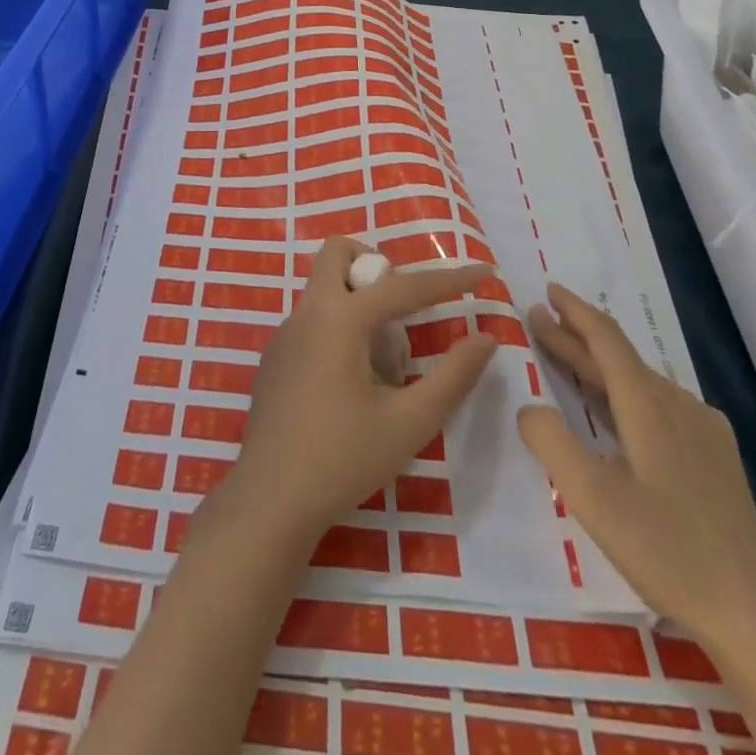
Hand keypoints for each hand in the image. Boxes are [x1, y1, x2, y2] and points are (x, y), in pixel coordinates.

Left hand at [222, 237, 497, 545]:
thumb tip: (485, 338)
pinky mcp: (275, 356)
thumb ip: (453, 377)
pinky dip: (338, 329)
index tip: (483, 271)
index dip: (450, 279)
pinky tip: (349, 387)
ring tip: (380, 367)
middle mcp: (307, 312)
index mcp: (340, 318)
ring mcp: (284, 332)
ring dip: (358, 303)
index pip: (405, 286)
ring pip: (325, 288)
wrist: (270, 499)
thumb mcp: (410, 423)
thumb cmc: (343, 460)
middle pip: (338, 255)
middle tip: (402, 314)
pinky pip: (312, 319)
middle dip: (375, 267)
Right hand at [518, 284, 755, 653]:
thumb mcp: (591, 496)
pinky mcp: (715, 459)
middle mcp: (678, 405)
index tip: (547, 289)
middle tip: (537, 320)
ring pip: (639, 382)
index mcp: (648, 405)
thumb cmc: (667, 549)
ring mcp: (702, 432)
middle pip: (619, 358)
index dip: (574, 311)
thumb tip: (529, 407)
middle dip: (575, 336)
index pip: (606, 339)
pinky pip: (658, 406)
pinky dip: (622, 393)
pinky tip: (614, 410)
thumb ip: (550, 440)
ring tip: (564, 358)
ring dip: (597, 366)